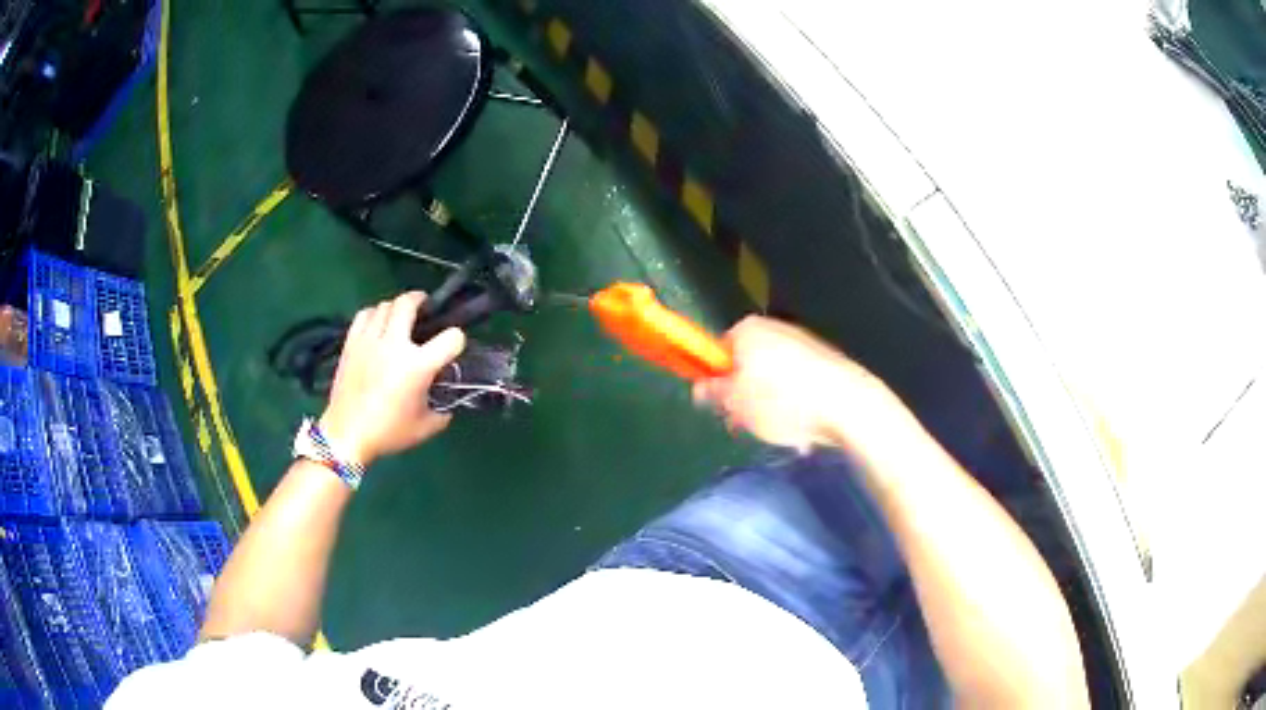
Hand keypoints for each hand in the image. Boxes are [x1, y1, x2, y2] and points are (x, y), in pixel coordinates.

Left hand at [320, 291, 465, 466]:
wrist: (347, 435)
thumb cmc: (388, 432)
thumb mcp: (426, 426)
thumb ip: (443, 409)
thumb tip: (448, 399)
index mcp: (417, 366)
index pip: (451, 337)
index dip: (458, 341)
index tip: (453, 349)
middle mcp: (394, 345)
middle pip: (409, 303)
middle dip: (421, 300)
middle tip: (425, 307)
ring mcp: (369, 340)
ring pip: (385, 305)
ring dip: (396, 308)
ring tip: (400, 318)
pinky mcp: (351, 343)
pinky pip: (364, 315)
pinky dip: (374, 315)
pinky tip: (377, 325)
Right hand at [694, 316, 903, 452]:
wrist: (847, 404)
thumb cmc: (783, 401)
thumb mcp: (736, 402)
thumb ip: (713, 392)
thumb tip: (700, 386)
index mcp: (746, 330)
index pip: (717, 351)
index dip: (715, 381)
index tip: (720, 406)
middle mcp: (773, 327)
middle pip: (745, 363)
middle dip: (743, 395)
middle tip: (746, 423)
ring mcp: (802, 342)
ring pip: (772, 377)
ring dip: (768, 403)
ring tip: (778, 429)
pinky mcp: (824, 360)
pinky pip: (797, 382)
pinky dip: (794, 402)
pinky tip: (801, 425)